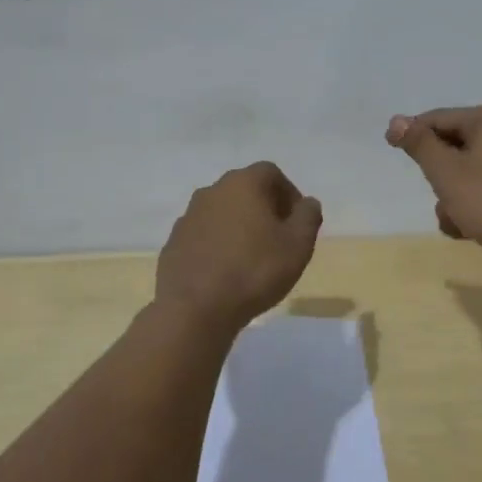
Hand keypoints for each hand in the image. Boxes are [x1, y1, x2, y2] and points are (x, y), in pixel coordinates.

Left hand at [155, 162, 322, 332]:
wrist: (194, 308)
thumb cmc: (254, 270)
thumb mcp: (298, 245)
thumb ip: (308, 217)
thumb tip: (307, 203)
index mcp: (243, 184)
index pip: (271, 173)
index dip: (289, 193)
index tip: (297, 221)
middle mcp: (212, 191)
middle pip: (245, 190)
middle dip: (265, 209)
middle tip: (279, 239)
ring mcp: (188, 216)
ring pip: (222, 213)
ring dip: (239, 227)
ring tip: (253, 258)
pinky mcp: (174, 243)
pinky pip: (204, 235)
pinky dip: (218, 245)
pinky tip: (227, 272)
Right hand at [385, 105, 481, 264]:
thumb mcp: (447, 172)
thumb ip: (420, 145)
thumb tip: (396, 120)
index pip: (438, 118)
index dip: (412, 134)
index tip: (390, 149)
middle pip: (453, 147)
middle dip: (438, 177)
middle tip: (439, 196)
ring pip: (467, 174)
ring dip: (453, 199)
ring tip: (456, 221)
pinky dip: (474, 208)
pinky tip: (471, 230)